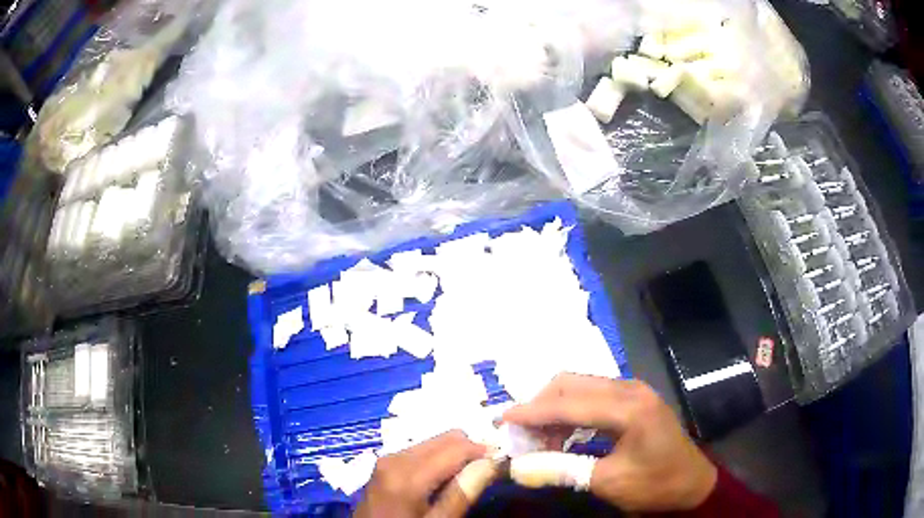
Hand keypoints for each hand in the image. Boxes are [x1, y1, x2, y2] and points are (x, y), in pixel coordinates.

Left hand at [354, 431, 487, 517]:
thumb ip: (462, 493)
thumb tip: (492, 463)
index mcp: (408, 474)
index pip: (456, 447)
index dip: (484, 451)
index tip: (501, 463)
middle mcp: (396, 457)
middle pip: (446, 437)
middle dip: (470, 450)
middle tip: (486, 471)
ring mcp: (388, 457)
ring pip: (434, 441)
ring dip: (455, 454)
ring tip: (465, 477)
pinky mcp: (385, 462)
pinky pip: (421, 449)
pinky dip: (439, 458)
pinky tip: (443, 478)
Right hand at [503, 374, 717, 511]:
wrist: (692, 483)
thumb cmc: (655, 485)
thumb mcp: (607, 482)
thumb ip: (561, 470)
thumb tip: (517, 468)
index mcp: (629, 408)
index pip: (569, 403)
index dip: (531, 412)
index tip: (501, 421)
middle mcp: (630, 389)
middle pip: (571, 384)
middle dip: (540, 406)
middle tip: (520, 435)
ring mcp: (633, 391)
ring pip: (579, 387)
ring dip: (554, 409)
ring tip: (538, 440)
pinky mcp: (633, 399)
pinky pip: (591, 396)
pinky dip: (570, 412)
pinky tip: (562, 435)